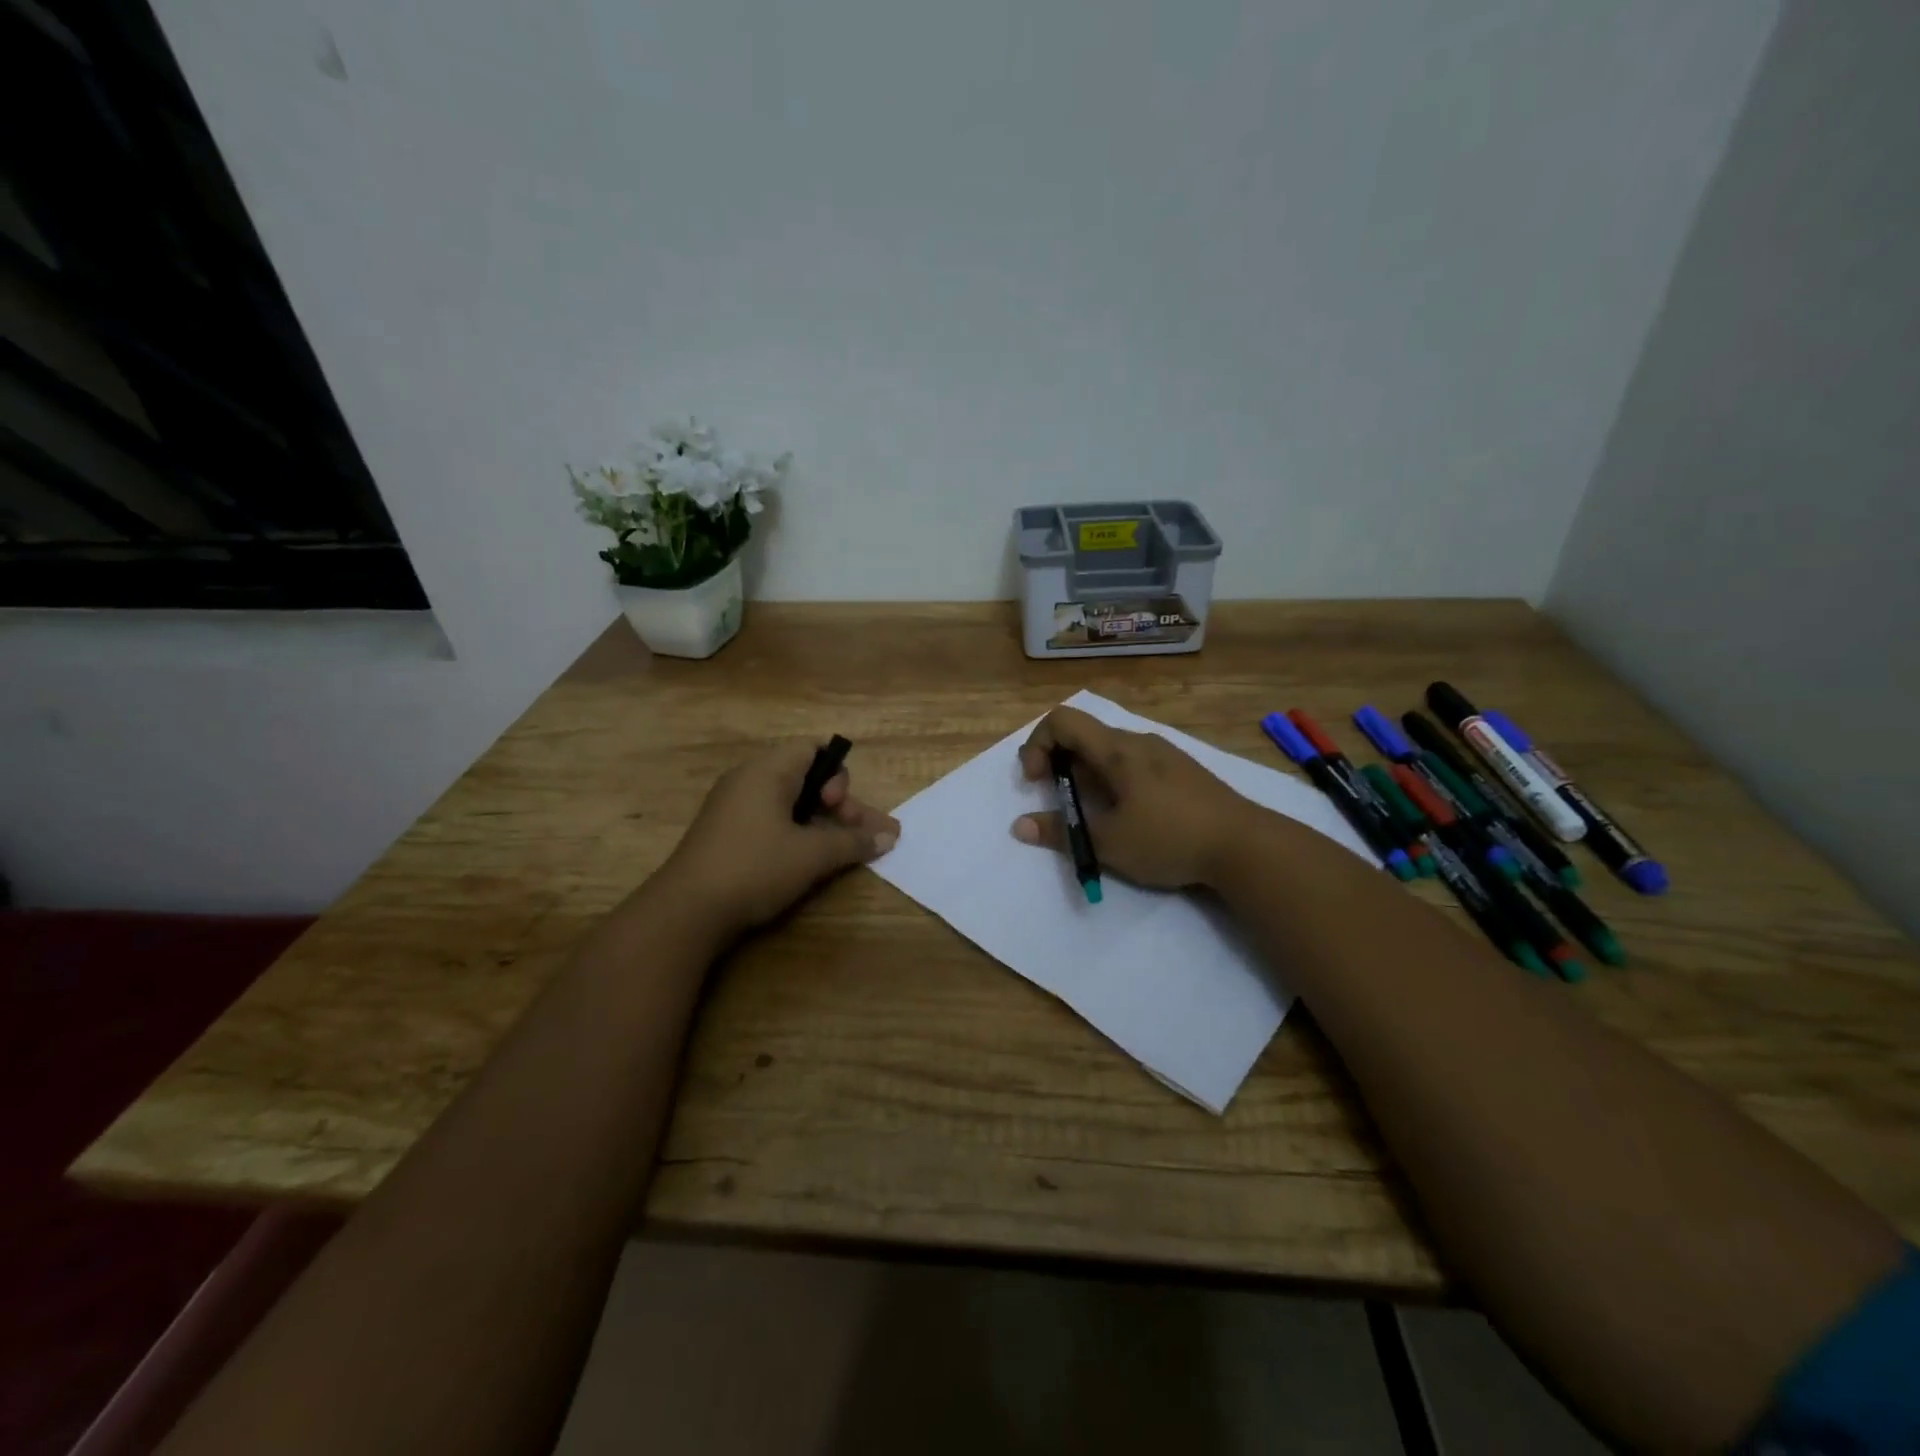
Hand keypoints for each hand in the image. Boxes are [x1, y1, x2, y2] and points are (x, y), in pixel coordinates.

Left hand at [659, 744, 898, 935]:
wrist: (686, 911)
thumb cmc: (754, 868)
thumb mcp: (812, 856)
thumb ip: (853, 842)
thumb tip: (889, 836)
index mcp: (767, 770)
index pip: (813, 748)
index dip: (838, 774)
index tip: (839, 808)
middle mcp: (748, 779)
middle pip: (806, 777)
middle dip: (839, 805)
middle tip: (858, 836)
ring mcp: (733, 806)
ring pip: (790, 802)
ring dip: (822, 823)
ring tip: (846, 851)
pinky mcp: (725, 833)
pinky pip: (771, 819)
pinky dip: (796, 833)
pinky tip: (810, 860)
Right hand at [1012, 706, 1254, 888]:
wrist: (1246, 846)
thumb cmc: (1170, 838)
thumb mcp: (1108, 843)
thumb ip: (1060, 832)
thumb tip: (1020, 826)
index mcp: (1117, 749)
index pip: (1062, 719)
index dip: (1037, 744)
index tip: (1038, 782)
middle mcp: (1139, 741)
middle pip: (1084, 734)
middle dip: (1060, 763)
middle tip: (1061, 801)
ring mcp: (1164, 754)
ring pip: (1110, 750)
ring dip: (1087, 774)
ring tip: (1094, 814)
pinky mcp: (1182, 771)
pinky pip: (1133, 763)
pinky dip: (1113, 780)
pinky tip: (1129, 815)